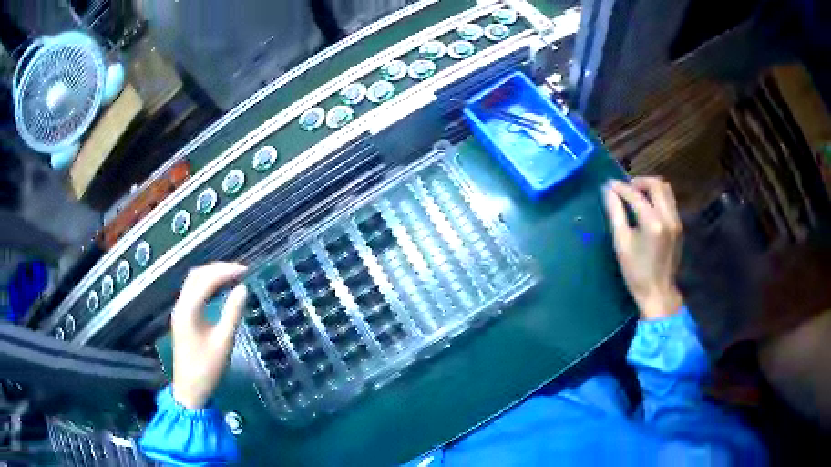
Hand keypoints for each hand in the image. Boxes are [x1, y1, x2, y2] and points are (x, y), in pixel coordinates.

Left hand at [170, 262, 247, 408]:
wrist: (190, 389)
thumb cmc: (207, 368)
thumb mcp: (224, 342)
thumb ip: (232, 313)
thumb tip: (243, 288)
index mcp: (189, 309)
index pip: (206, 279)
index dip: (226, 271)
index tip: (246, 271)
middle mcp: (181, 305)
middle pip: (197, 275)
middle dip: (218, 268)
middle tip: (240, 271)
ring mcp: (180, 310)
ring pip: (193, 281)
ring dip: (211, 275)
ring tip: (232, 276)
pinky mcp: (182, 317)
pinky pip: (193, 291)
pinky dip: (207, 284)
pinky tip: (219, 289)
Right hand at [603, 177, 682, 319]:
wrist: (658, 292)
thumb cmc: (636, 272)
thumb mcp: (621, 243)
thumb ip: (615, 213)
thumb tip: (607, 191)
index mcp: (652, 222)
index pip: (635, 195)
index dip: (620, 187)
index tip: (609, 185)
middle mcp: (668, 217)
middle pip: (656, 184)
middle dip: (639, 182)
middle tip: (626, 189)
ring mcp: (676, 221)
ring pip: (666, 190)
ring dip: (651, 187)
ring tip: (637, 195)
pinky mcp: (679, 226)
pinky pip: (670, 201)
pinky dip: (658, 197)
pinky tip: (648, 208)